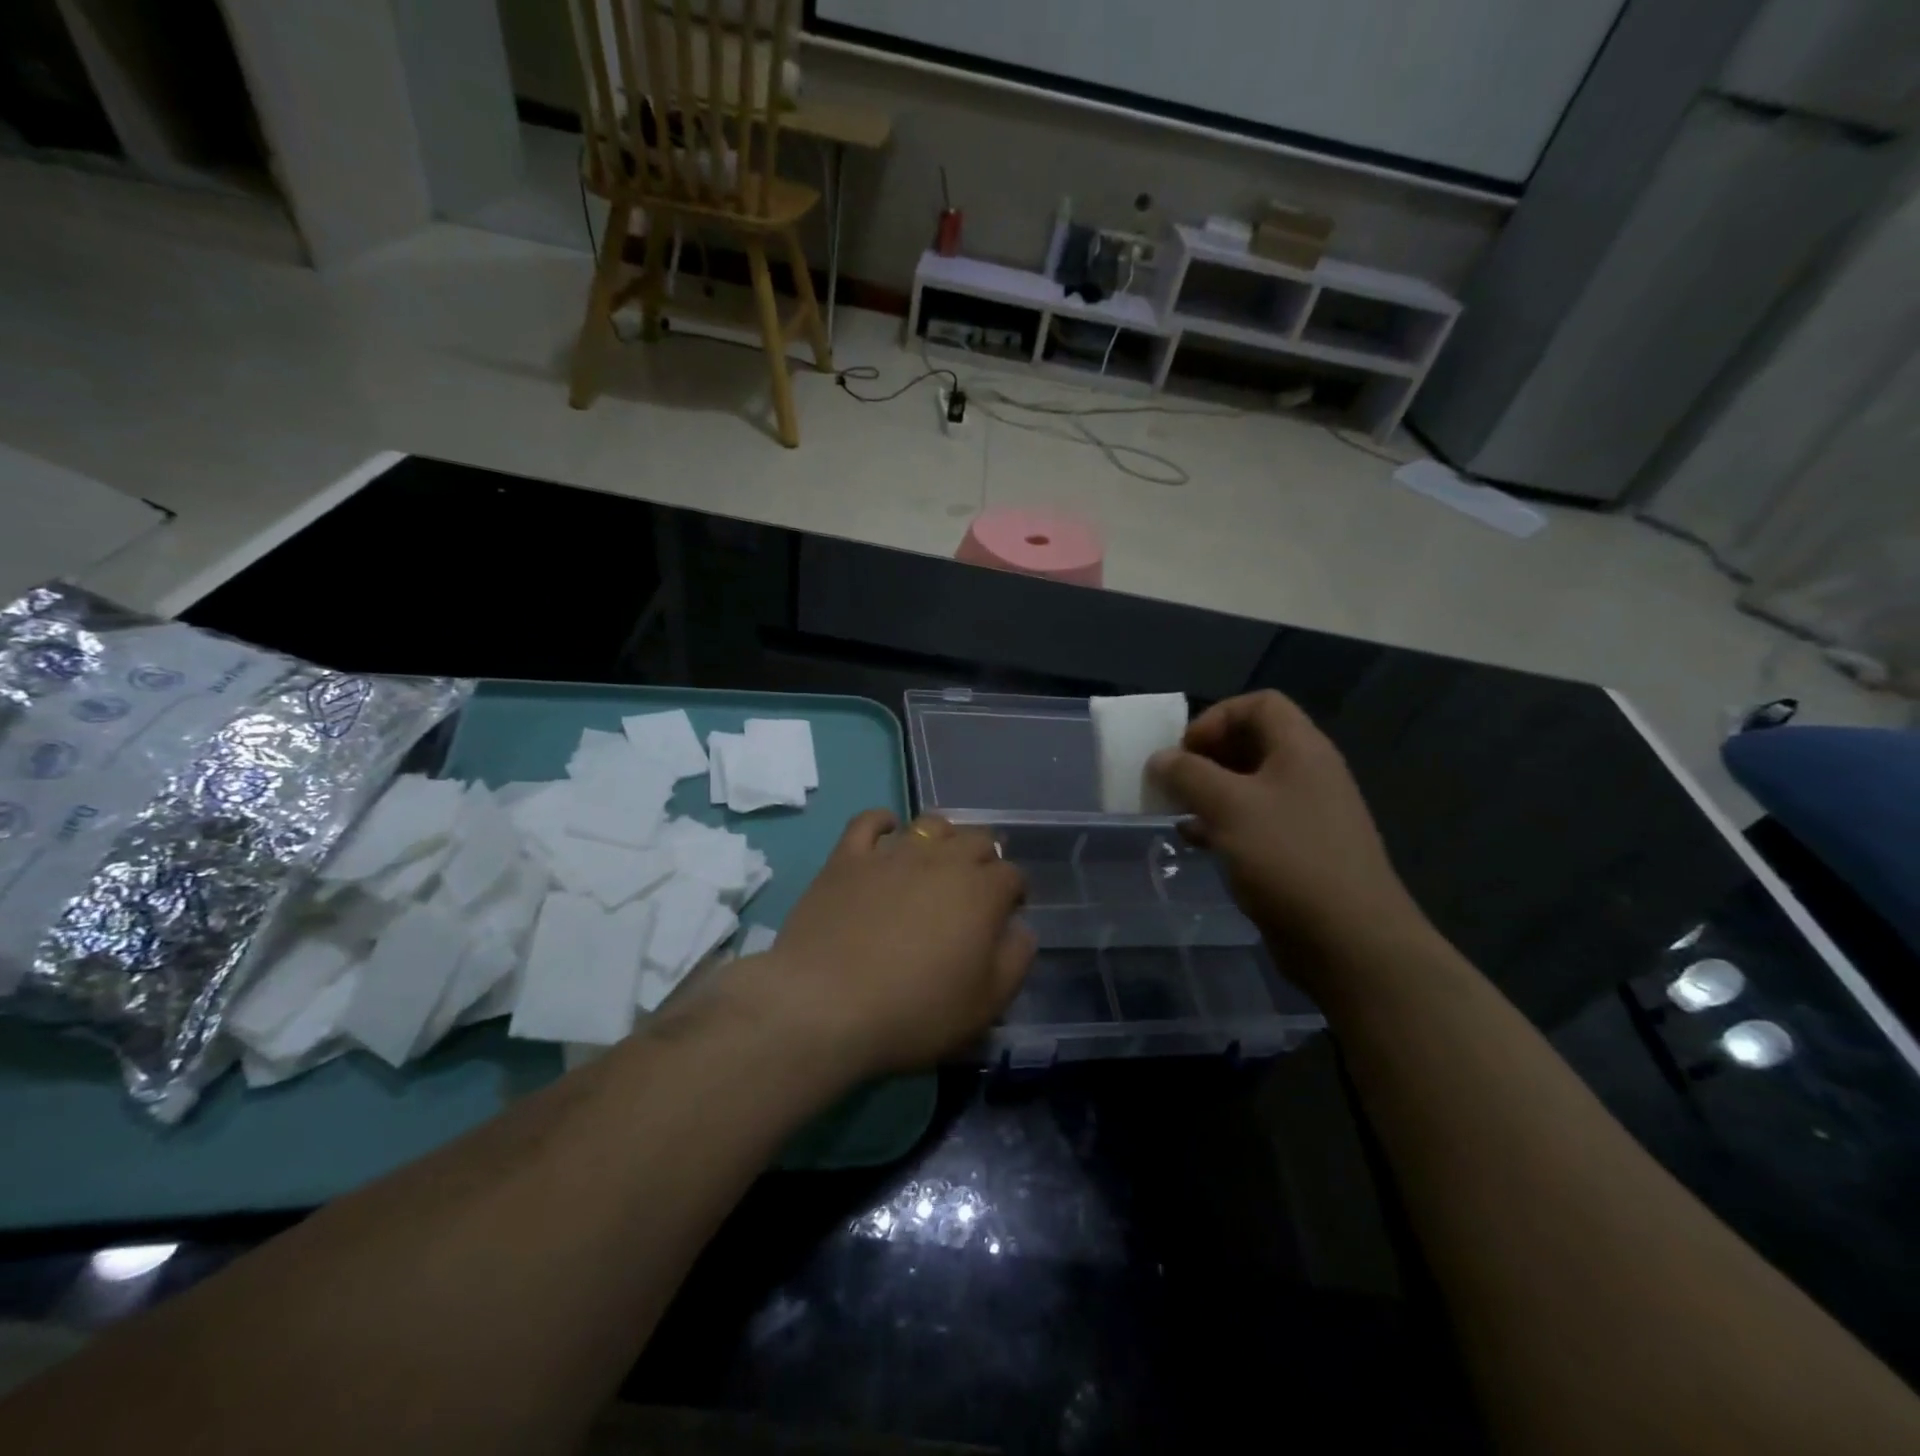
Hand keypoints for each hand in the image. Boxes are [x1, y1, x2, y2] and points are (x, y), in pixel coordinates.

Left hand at [734, 810, 1033, 1079]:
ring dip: (943, 838)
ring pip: (930, 824)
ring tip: (937, 862)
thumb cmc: (914, 1012)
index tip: (1006, 914)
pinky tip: (888, 832)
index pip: (1012, 875)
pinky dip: (883, 821)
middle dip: (985, 860)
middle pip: (977, 840)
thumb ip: (1015, 960)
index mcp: (981, 892)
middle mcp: (942, 860)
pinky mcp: (848, 857)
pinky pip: (869, 821)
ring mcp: (892, 854)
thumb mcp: (985, 1004)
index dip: (1014, 893)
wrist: (825, 1006)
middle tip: (973, 891)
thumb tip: (1020, 928)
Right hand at [1148, 691, 1429, 975]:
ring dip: (1210, 792)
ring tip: (1177, 811)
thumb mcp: (1228, 807)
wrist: (1350, 941)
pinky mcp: (1299, 851)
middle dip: (1206, 756)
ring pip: (1249, 785)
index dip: (1216, 718)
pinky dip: (1222, 823)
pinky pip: (1254, 821)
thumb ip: (1188, 775)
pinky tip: (1196, 842)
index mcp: (1301, 749)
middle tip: (1174, 781)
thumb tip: (1160, 758)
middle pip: (1252, 743)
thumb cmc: (1288, 858)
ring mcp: (1306, 814)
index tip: (1185, 752)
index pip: (1259, 704)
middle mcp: (1308, 773)